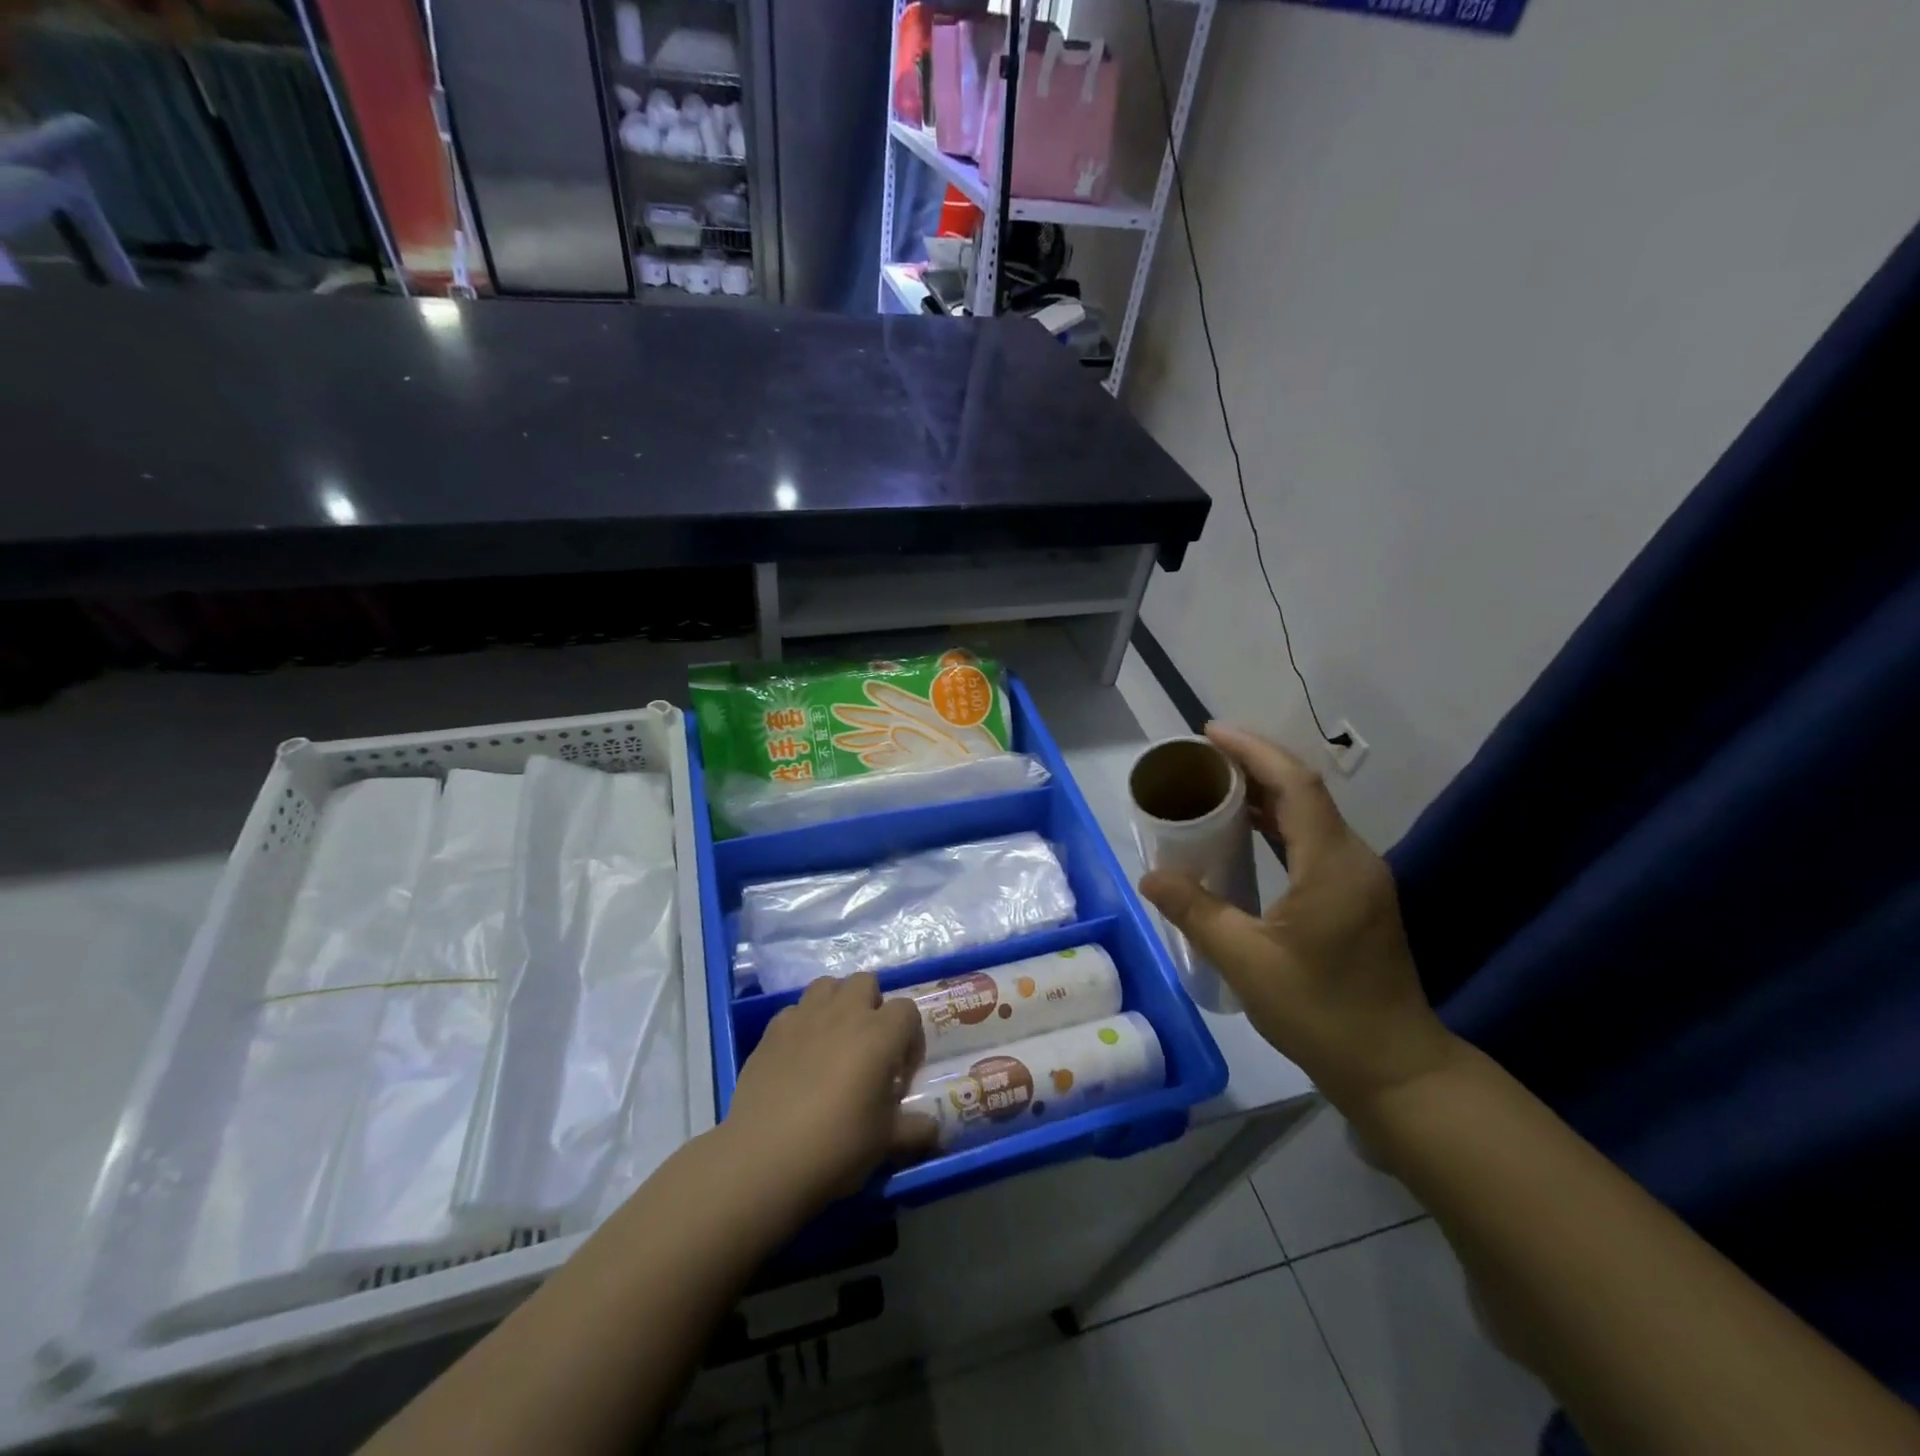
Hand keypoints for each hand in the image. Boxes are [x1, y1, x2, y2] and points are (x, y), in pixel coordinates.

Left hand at [723, 973, 938, 1213]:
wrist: (764, 1158)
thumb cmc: (837, 1146)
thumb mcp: (886, 1143)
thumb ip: (916, 1130)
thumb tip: (934, 1130)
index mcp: (880, 1034)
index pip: (907, 1010)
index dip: (909, 1037)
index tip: (901, 1071)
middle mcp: (844, 1013)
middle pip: (866, 982)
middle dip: (872, 1006)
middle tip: (868, 1047)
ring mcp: (805, 1016)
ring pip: (828, 985)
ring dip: (837, 1004)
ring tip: (834, 1040)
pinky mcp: (772, 1029)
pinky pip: (794, 1010)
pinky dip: (802, 1023)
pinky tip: (799, 1056)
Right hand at [1138, 723, 1459, 1112]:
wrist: (1395, 1068)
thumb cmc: (1322, 1014)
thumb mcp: (1247, 963)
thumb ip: (1196, 912)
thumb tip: (1150, 876)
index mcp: (1333, 865)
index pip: (1295, 784)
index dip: (1253, 751)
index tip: (1209, 734)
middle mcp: (1353, 859)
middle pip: (1303, 791)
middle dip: (1253, 765)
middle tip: (1200, 759)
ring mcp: (1360, 878)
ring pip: (1310, 815)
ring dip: (1264, 793)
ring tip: (1213, 786)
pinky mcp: (1356, 896)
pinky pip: (1313, 840)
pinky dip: (1276, 823)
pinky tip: (1245, 832)